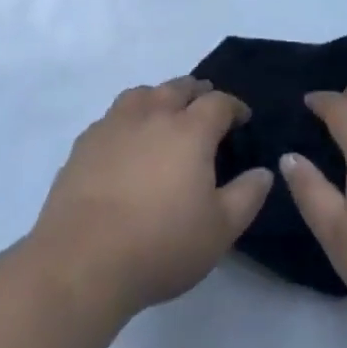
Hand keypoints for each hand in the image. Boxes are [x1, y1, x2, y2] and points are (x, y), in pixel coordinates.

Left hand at [31, 77, 273, 318]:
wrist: (83, 260)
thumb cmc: (161, 244)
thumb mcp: (220, 230)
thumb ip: (247, 196)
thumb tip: (264, 171)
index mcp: (190, 130)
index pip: (218, 103)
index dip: (234, 106)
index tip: (243, 117)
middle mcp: (153, 114)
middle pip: (178, 88)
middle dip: (197, 92)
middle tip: (205, 103)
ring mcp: (115, 125)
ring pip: (142, 94)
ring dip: (159, 97)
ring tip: (165, 111)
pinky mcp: (85, 143)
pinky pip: (113, 116)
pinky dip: (128, 118)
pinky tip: (126, 139)